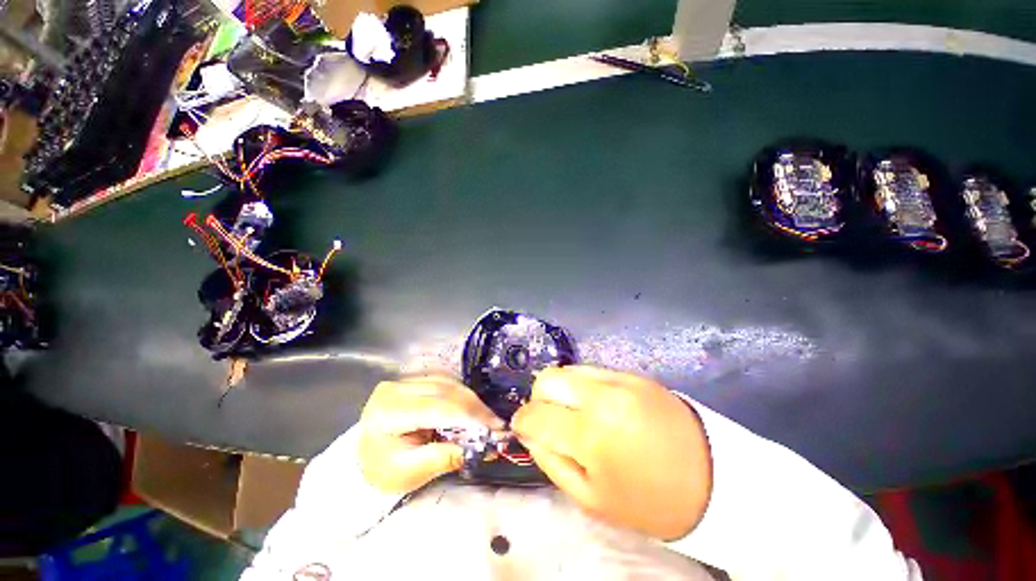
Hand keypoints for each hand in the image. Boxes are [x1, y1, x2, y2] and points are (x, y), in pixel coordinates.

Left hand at [358, 376, 504, 492]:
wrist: (366, 459)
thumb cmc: (384, 470)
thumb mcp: (411, 472)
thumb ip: (446, 457)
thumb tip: (485, 448)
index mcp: (388, 411)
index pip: (436, 407)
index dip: (468, 416)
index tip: (494, 428)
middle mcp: (396, 388)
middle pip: (445, 391)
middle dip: (474, 408)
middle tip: (496, 424)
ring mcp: (405, 381)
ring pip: (449, 384)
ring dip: (471, 401)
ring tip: (488, 419)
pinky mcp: (415, 381)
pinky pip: (446, 384)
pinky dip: (463, 397)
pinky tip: (473, 410)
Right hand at [512, 366, 711, 539]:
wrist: (715, 477)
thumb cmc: (650, 501)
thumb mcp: (592, 500)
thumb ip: (552, 462)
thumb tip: (531, 434)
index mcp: (590, 434)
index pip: (535, 415)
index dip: (522, 422)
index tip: (524, 429)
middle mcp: (600, 396)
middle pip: (546, 379)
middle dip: (539, 400)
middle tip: (551, 421)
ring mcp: (619, 379)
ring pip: (567, 370)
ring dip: (561, 390)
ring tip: (574, 413)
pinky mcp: (632, 374)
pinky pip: (591, 370)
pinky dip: (582, 386)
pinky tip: (596, 405)